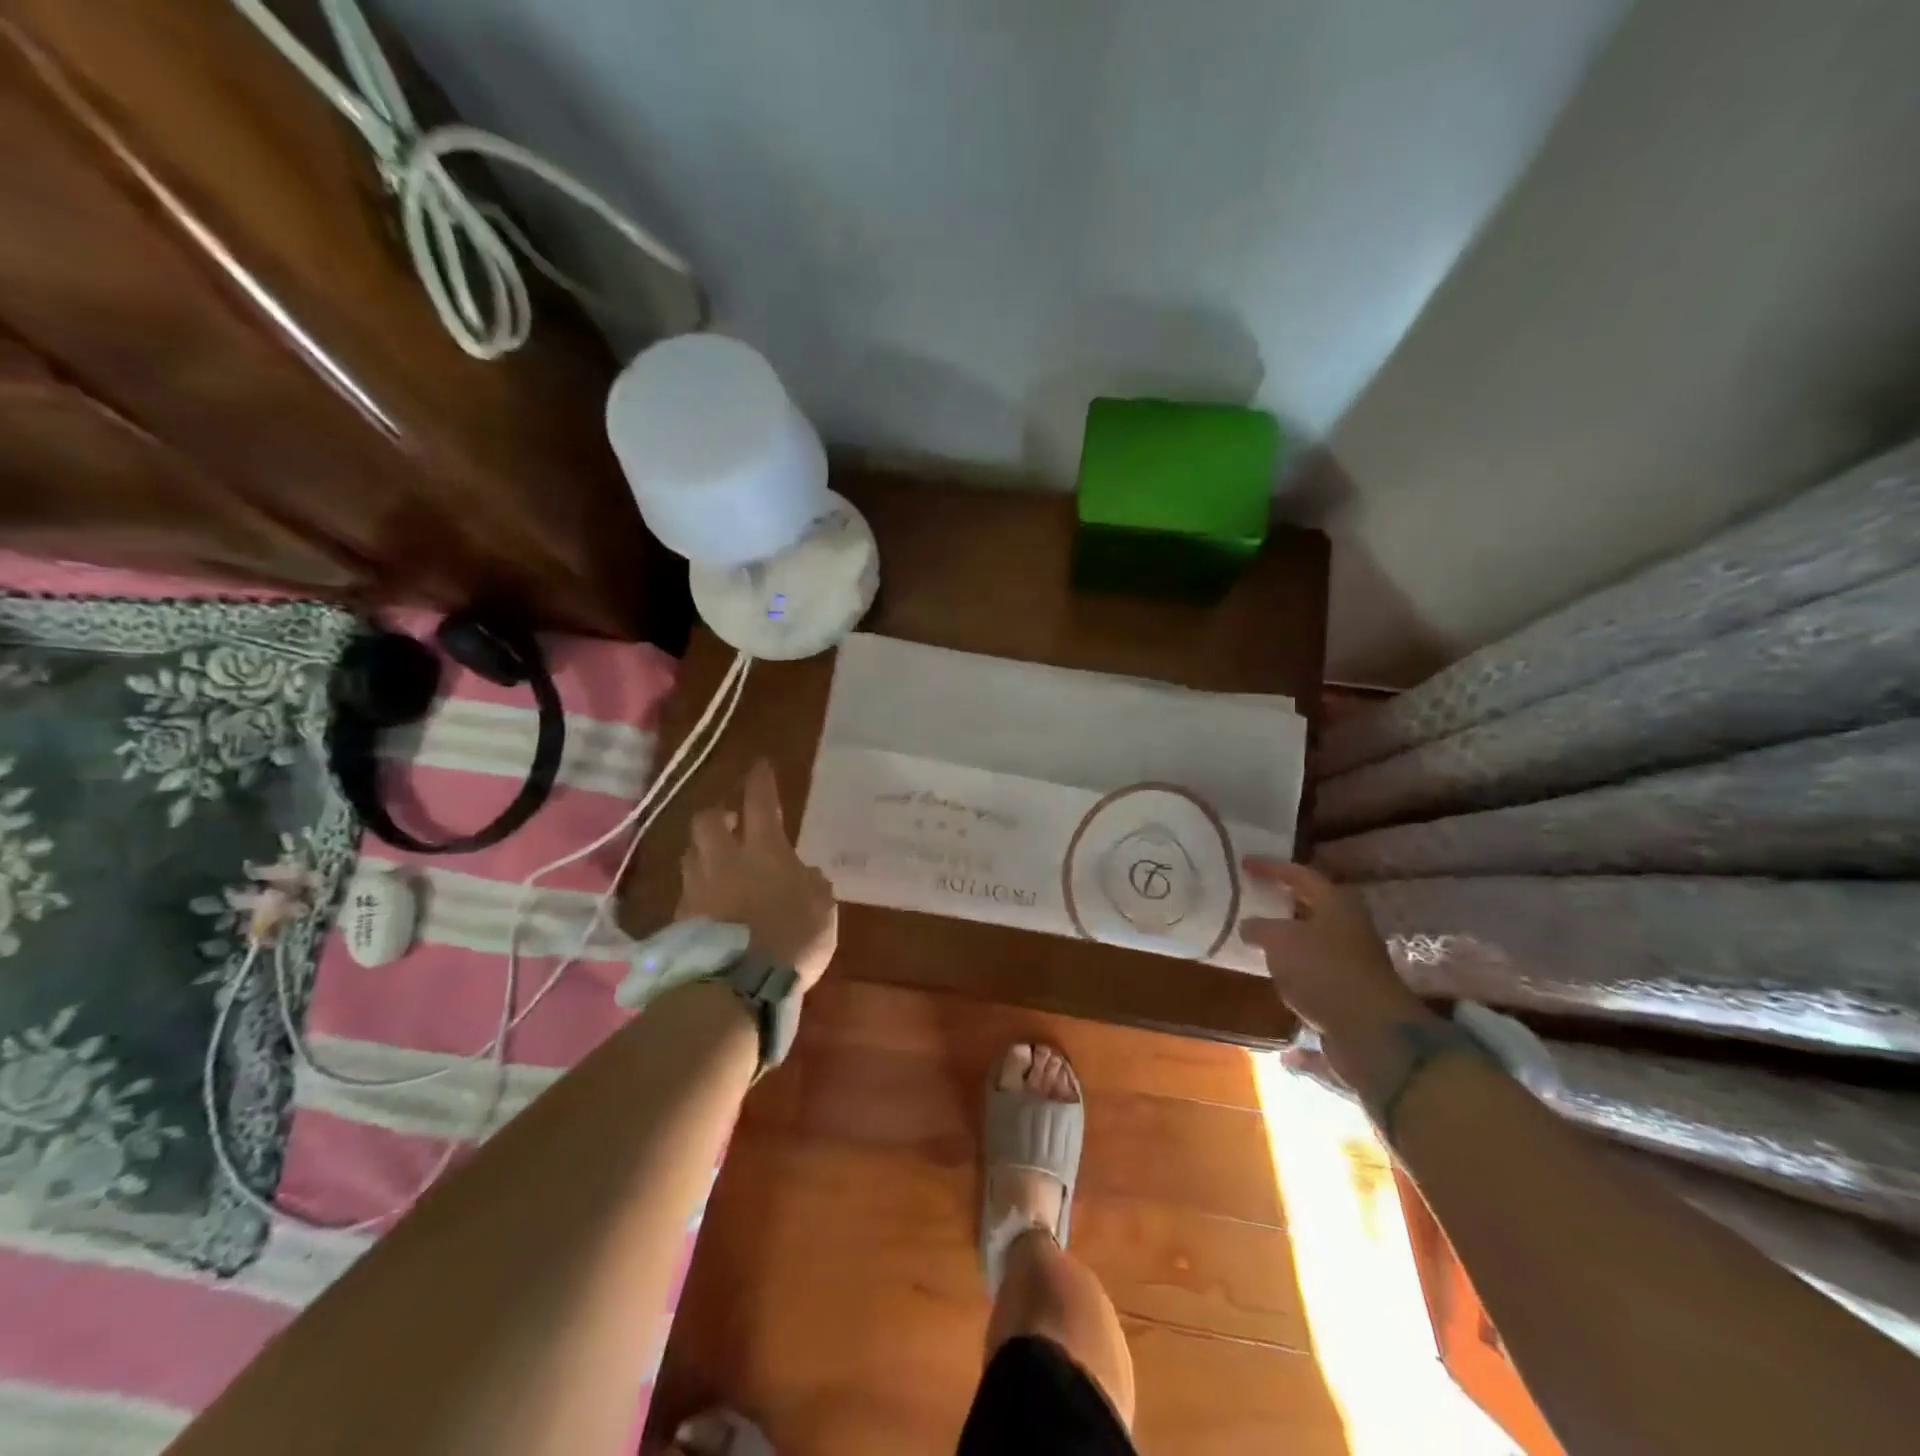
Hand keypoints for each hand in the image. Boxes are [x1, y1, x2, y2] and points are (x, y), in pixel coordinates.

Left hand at [675, 759, 837, 991]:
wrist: (738, 985)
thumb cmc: (792, 938)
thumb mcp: (822, 910)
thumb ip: (813, 886)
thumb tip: (806, 875)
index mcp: (764, 850)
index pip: (759, 802)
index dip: (760, 781)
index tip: (759, 765)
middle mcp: (724, 860)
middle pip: (707, 821)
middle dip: (717, 814)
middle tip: (729, 819)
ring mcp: (698, 889)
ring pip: (691, 854)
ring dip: (703, 850)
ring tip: (716, 860)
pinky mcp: (680, 920)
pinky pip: (687, 892)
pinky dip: (697, 890)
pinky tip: (709, 903)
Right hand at [1238, 859, 1440, 1092]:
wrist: (1371, 1032)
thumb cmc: (1323, 970)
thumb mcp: (1280, 941)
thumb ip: (1259, 928)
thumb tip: (1248, 926)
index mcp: (1336, 903)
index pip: (1299, 874)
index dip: (1270, 867)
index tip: (1244, 864)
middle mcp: (1349, 928)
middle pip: (1312, 908)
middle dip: (1283, 905)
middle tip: (1254, 900)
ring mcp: (1353, 963)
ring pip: (1314, 944)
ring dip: (1288, 944)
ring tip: (1258, 943)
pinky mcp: (1350, 995)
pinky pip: (1316, 980)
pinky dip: (1296, 982)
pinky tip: (1275, 987)